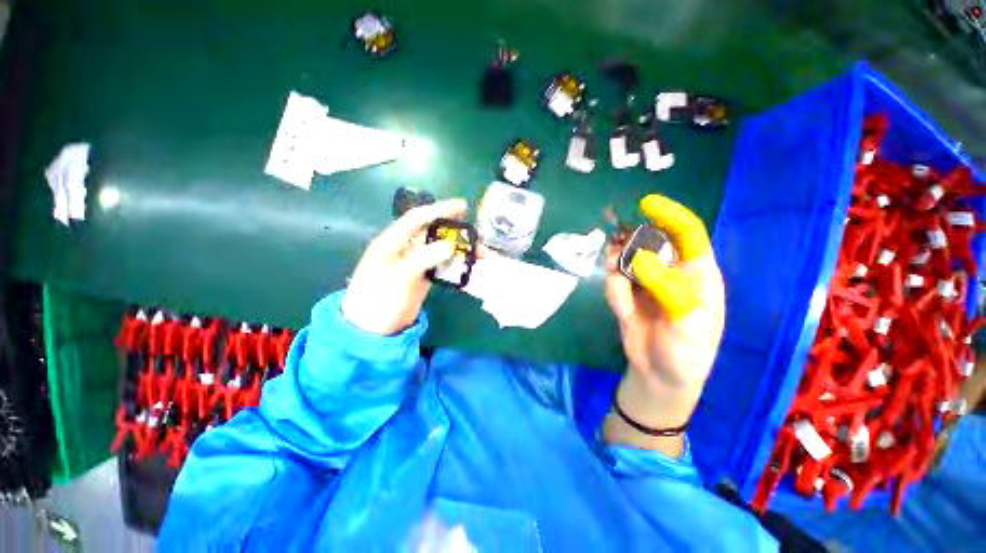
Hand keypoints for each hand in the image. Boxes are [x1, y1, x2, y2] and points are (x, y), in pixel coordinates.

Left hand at [341, 198, 467, 335]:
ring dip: (460, 248)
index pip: (418, 218)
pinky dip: (456, 263)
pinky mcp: (424, 277)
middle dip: (455, 230)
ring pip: (441, 249)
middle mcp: (406, 248)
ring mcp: (416, 263)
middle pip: (434, 232)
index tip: (462, 206)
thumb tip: (451, 245)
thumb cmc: (379, 299)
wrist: (373, 330)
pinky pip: (443, 265)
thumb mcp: (400, 276)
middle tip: (477, 234)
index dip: (439, 209)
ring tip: (480, 252)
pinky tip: (469, 265)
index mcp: (393, 241)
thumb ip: (424, 258)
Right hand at [603, 195, 724, 455]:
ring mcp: (646, 284)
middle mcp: (670, 272)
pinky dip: (614, 293)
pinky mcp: (627, 295)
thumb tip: (638, 258)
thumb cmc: (686, 351)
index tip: (646, 204)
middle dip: (629, 246)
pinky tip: (623, 311)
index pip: (687, 234)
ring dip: (617, 270)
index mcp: (697, 273)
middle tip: (615, 256)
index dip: (669, 216)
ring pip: (625, 261)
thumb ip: (665, 286)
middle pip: (647, 244)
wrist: (660, 376)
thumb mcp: (685, 320)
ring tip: (620, 291)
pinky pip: (614, 283)